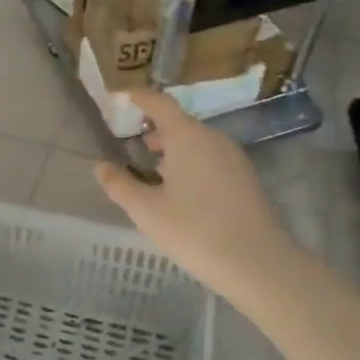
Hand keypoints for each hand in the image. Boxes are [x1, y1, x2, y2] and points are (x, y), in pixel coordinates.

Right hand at [95, 89, 294, 294]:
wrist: (259, 264)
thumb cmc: (195, 230)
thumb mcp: (146, 210)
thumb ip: (119, 185)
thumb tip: (101, 166)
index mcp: (187, 136)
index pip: (159, 102)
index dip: (138, 96)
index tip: (120, 96)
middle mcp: (213, 139)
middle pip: (179, 123)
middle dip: (155, 128)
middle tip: (133, 142)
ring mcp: (234, 159)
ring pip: (197, 142)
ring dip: (173, 149)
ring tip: (153, 170)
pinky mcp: (246, 179)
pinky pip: (211, 159)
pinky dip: (190, 163)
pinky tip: (181, 191)